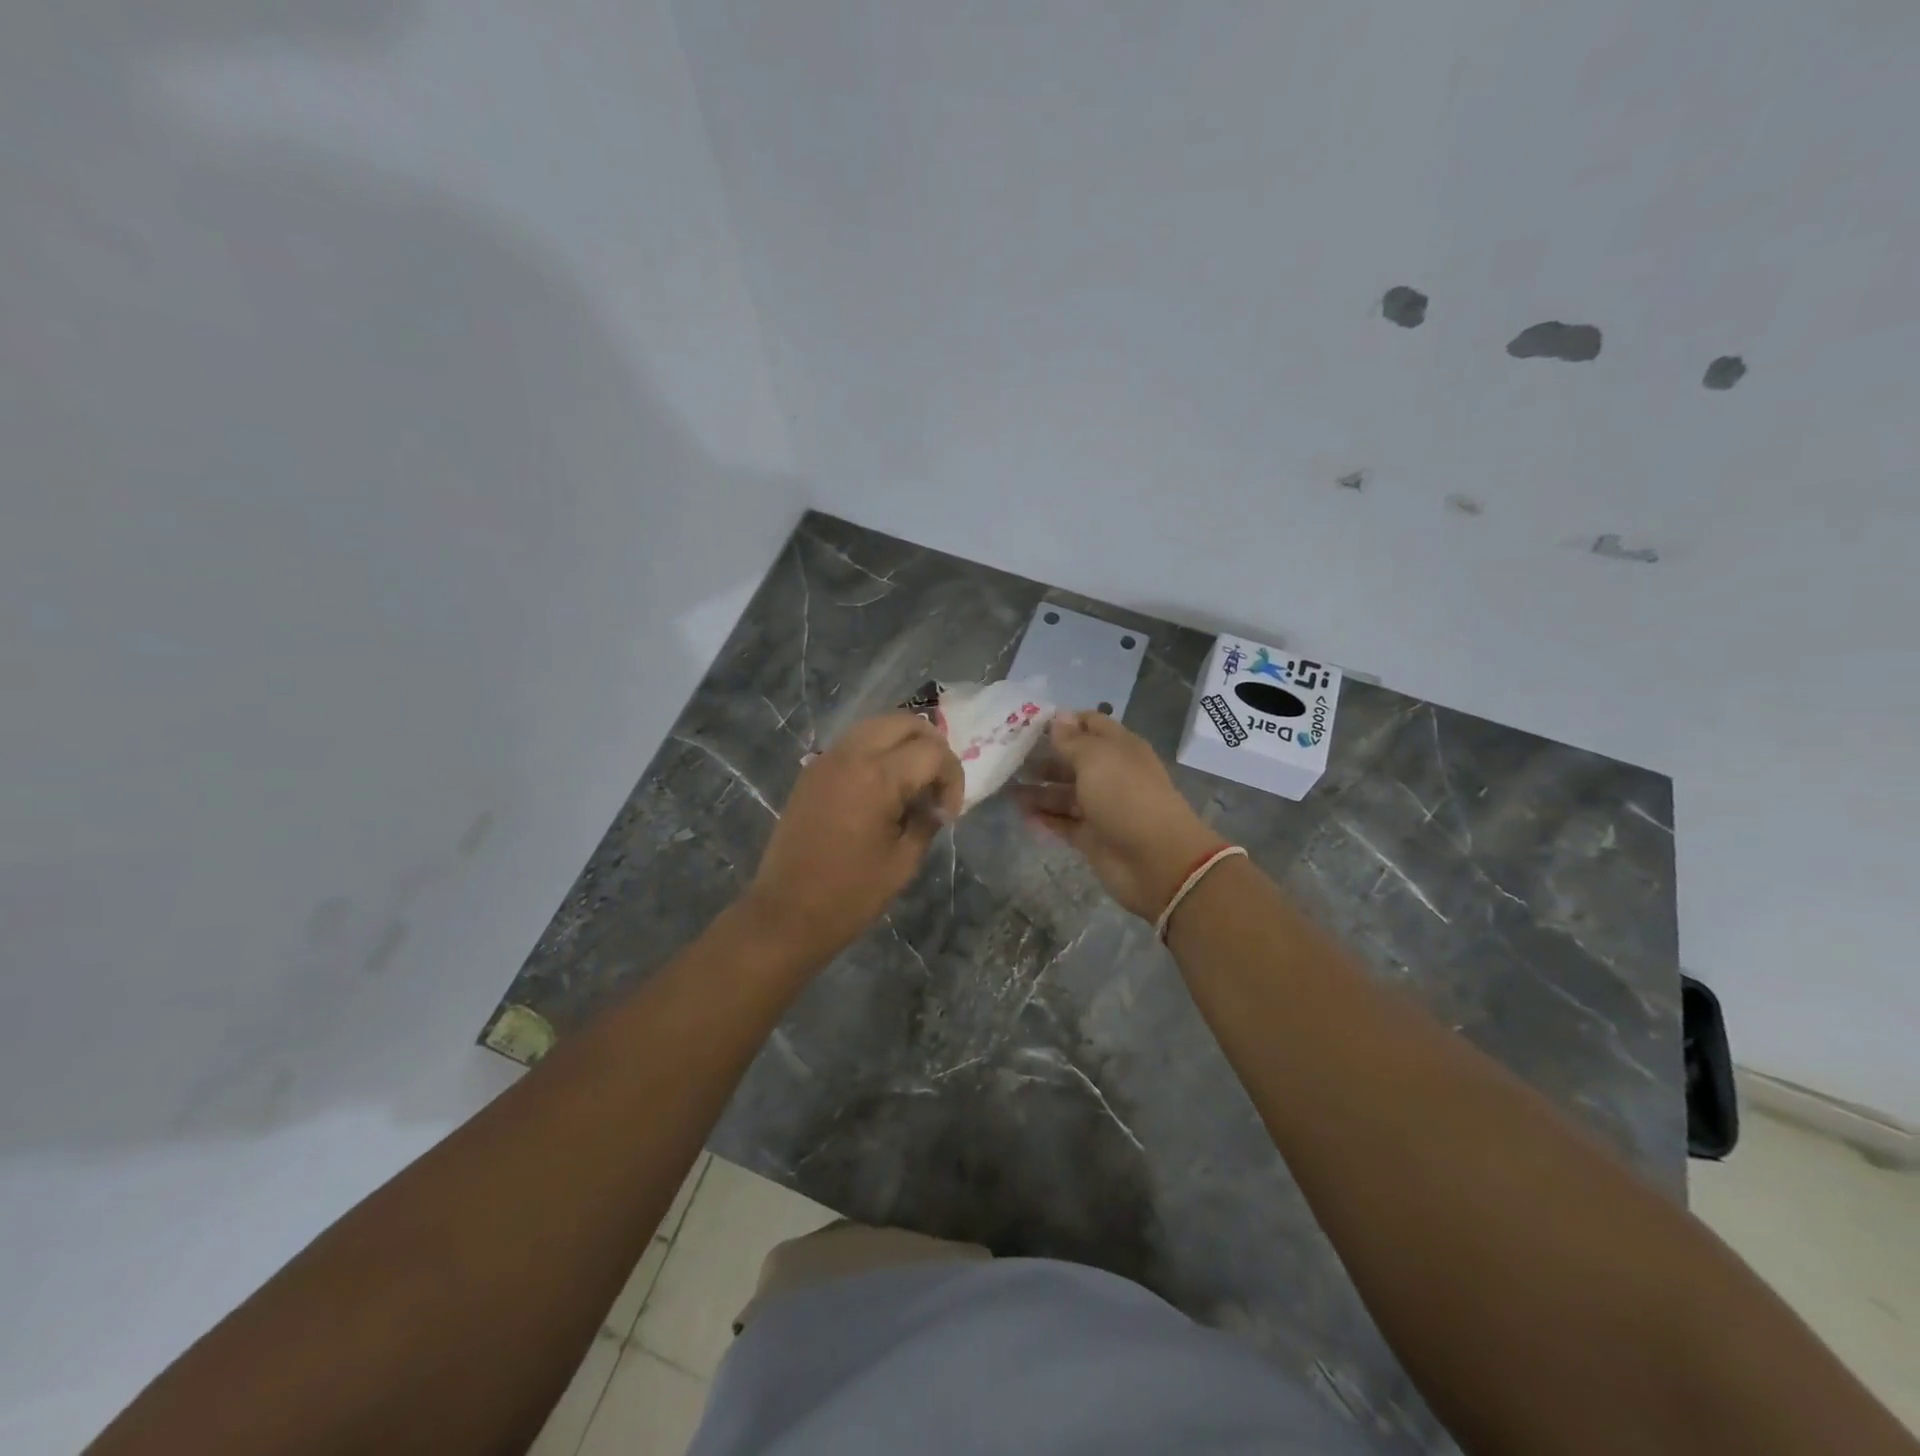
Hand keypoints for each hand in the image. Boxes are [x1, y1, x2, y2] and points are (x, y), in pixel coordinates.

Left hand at [745, 713, 963, 964]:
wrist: (786, 913)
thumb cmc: (850, 895)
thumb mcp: (904, 861)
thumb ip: (926, 820)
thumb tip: (935, 804)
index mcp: (878, 777)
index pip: (932, 751)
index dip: (952, 777)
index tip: (949, 812)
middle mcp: (851, 755)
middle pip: (904, 722)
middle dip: (932, 746)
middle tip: (938, 783)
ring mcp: (826, 759)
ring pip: (877, 725)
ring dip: (904, 744)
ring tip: (914, 782)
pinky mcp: (812, 771)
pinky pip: (854, 742)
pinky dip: (878, 751)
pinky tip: (884, 787)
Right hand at [1012, 711, 1222, 921]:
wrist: (1156, 860)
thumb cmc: (1126, 797)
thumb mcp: (1096, 759)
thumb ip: (1072, 740)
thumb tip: (1057, 718)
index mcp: (1119, 748)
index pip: (1090, 724)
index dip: (1062, 722)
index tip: (1027, 724)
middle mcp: (1111, 774)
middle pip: (1073, 761)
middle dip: (1044, 757)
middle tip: (1008, 757)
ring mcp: (1102, 807)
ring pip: (1064, 794)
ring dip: (1038, 790)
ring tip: (1005, 787)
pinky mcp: (1092, 837)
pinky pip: (1063, 823)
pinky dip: (1044, 819)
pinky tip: (1020, 814)